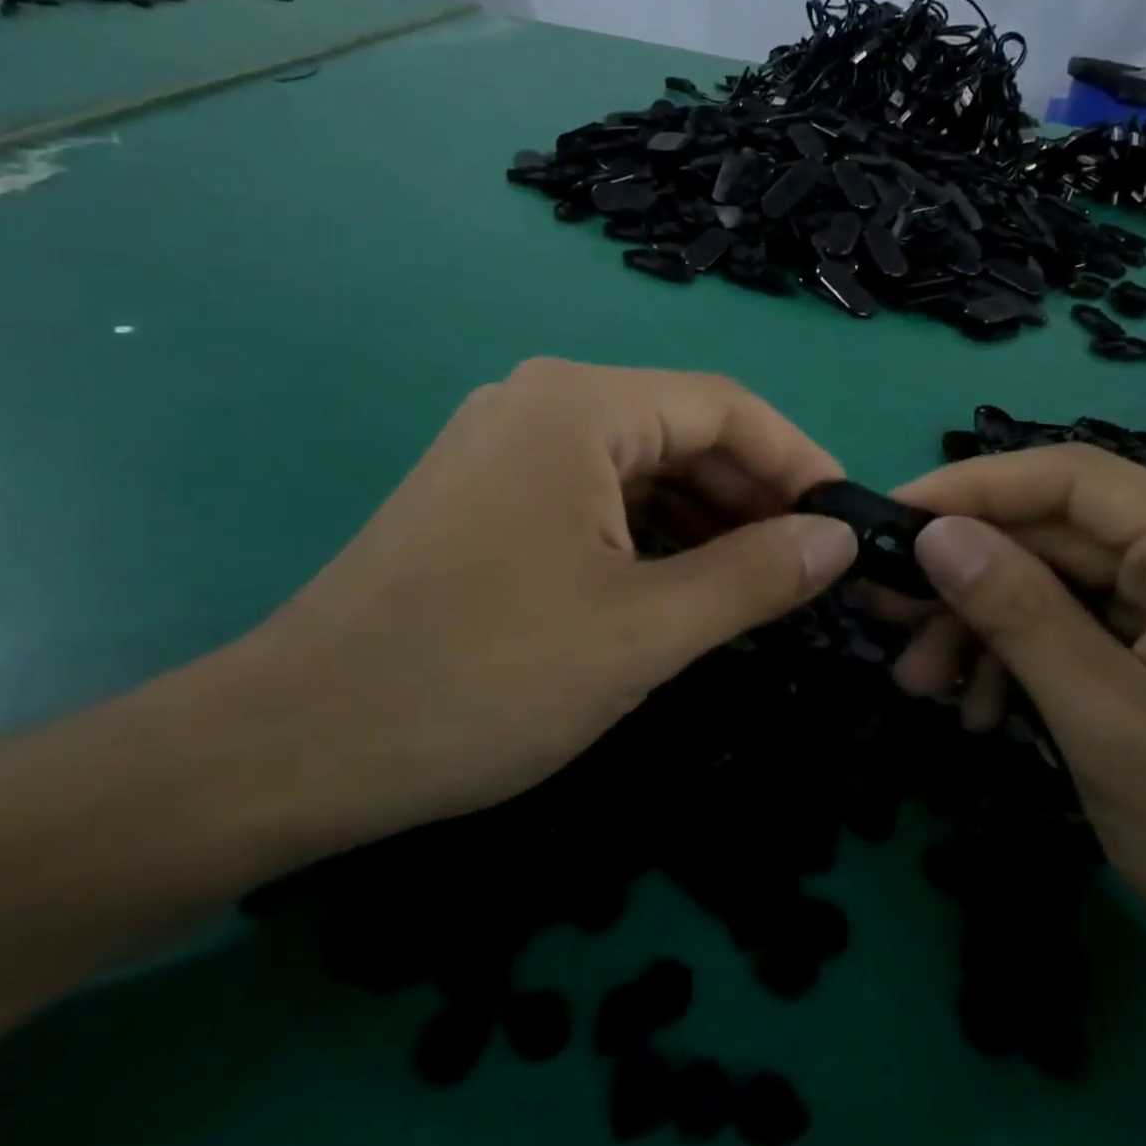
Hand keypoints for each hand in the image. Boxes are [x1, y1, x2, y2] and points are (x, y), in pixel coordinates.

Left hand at [214, 359, 857, 851]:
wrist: (296, 743)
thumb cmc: (480, 679)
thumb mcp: (643, 631)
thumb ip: (756, 576)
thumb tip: (839, 539)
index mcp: (579, 406)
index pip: (726, 407)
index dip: (799, 460)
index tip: (848, 522)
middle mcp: (539, 403)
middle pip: (681, 432)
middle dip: (752, 497)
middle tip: (810, 569)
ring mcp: (504, 446)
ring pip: (639, 468)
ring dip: (704, 521)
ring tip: (758, 586)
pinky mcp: (484, 494)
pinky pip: (594, 496)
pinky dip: (649, 535)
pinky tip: (680, 585)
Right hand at [886, 445, 1145, 1044]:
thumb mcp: (1107, 724)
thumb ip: (1017, 613)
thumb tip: (934, 534)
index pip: (1066, 478)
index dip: (966, 490)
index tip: (888, 522)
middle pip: (1058, 533)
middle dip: (969, 579)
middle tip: (889, 620)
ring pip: (1064, 582)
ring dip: (991, 628)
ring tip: (927, 686)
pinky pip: (1091, 625)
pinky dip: (1033, 658)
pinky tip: (990, 710)